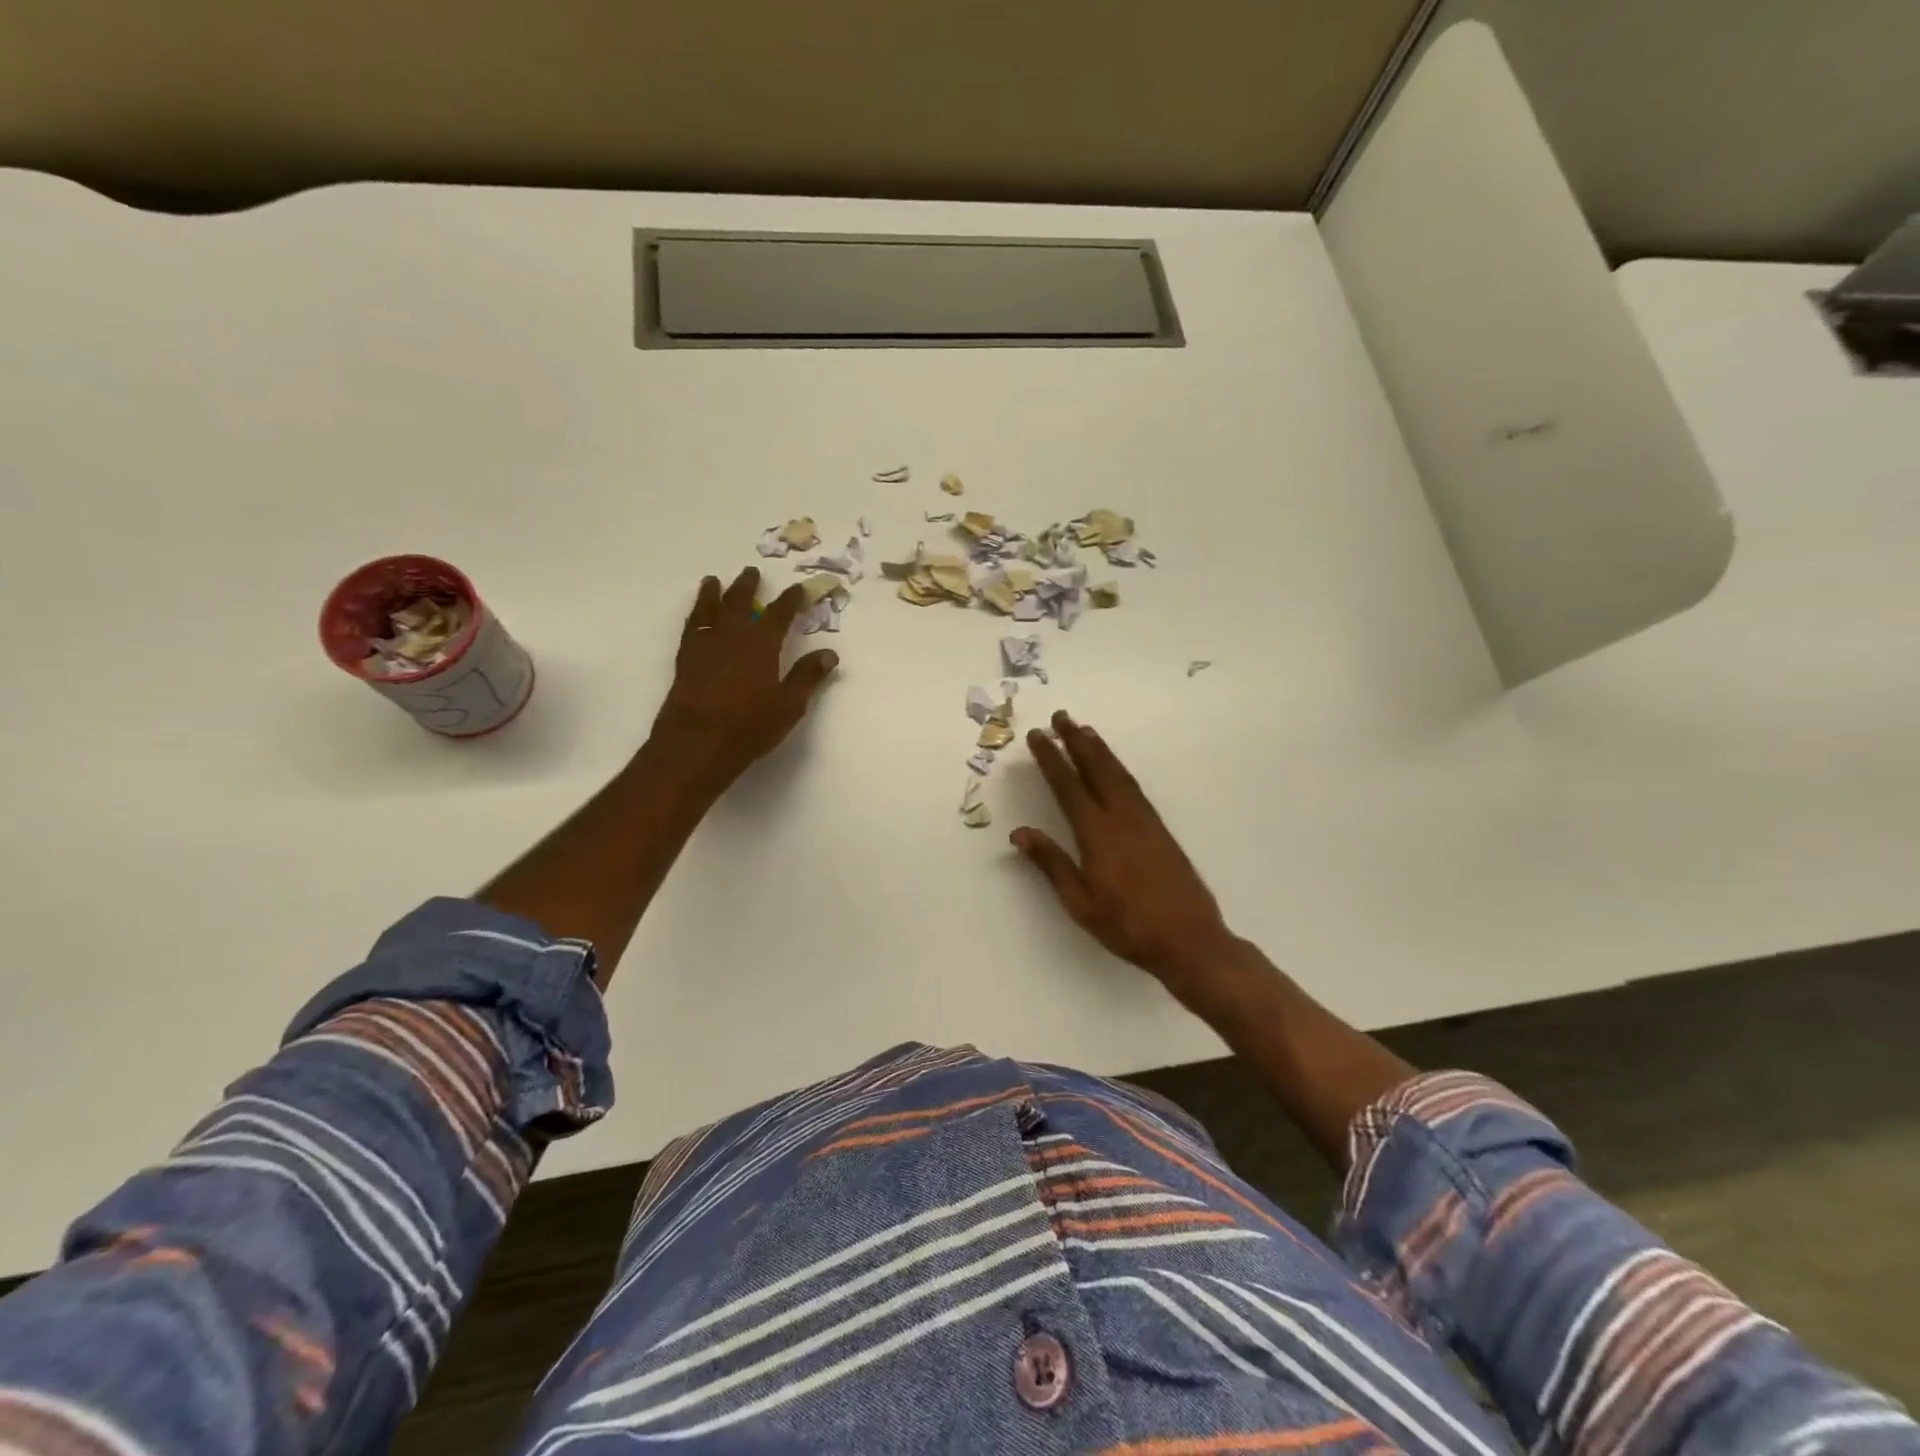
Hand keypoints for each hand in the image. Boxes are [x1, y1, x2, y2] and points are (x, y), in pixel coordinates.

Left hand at [647, 567, 838, 791]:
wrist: (697, 742)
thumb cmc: (749, 725)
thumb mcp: (789, 705)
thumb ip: (808, 676)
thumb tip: (829, 654)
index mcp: (762, 644)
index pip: (780, 613)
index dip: (791, 600)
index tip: (799, 588)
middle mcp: (732, 636)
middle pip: (739, 602)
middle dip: (747, 586)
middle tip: (751, 571)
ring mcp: (705, 646)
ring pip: (709, 610)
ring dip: (713, 593)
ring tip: (713, 581)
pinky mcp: (686, 660)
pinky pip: (691, 628)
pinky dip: (695, 616)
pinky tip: (696, 616)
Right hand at [1013, 711, 1241, 1008]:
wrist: (1189, 940)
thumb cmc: (1127, 926)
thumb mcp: (1080, 902)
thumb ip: (1052, 863)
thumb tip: (1020, 832)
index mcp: (1097, 834)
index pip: (1068, 786)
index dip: (1051, 759)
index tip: (1038, 736)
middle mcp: (1122, 818)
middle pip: (1096, 769)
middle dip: (1076, 741)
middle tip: (1061, 716)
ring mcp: (1145, 821)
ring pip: (1118, 774)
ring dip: (1100, 749)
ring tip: (1084, 730)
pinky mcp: (1160, 830)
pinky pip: (1134, 786)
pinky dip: (1119, 768)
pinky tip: (1114, 768)